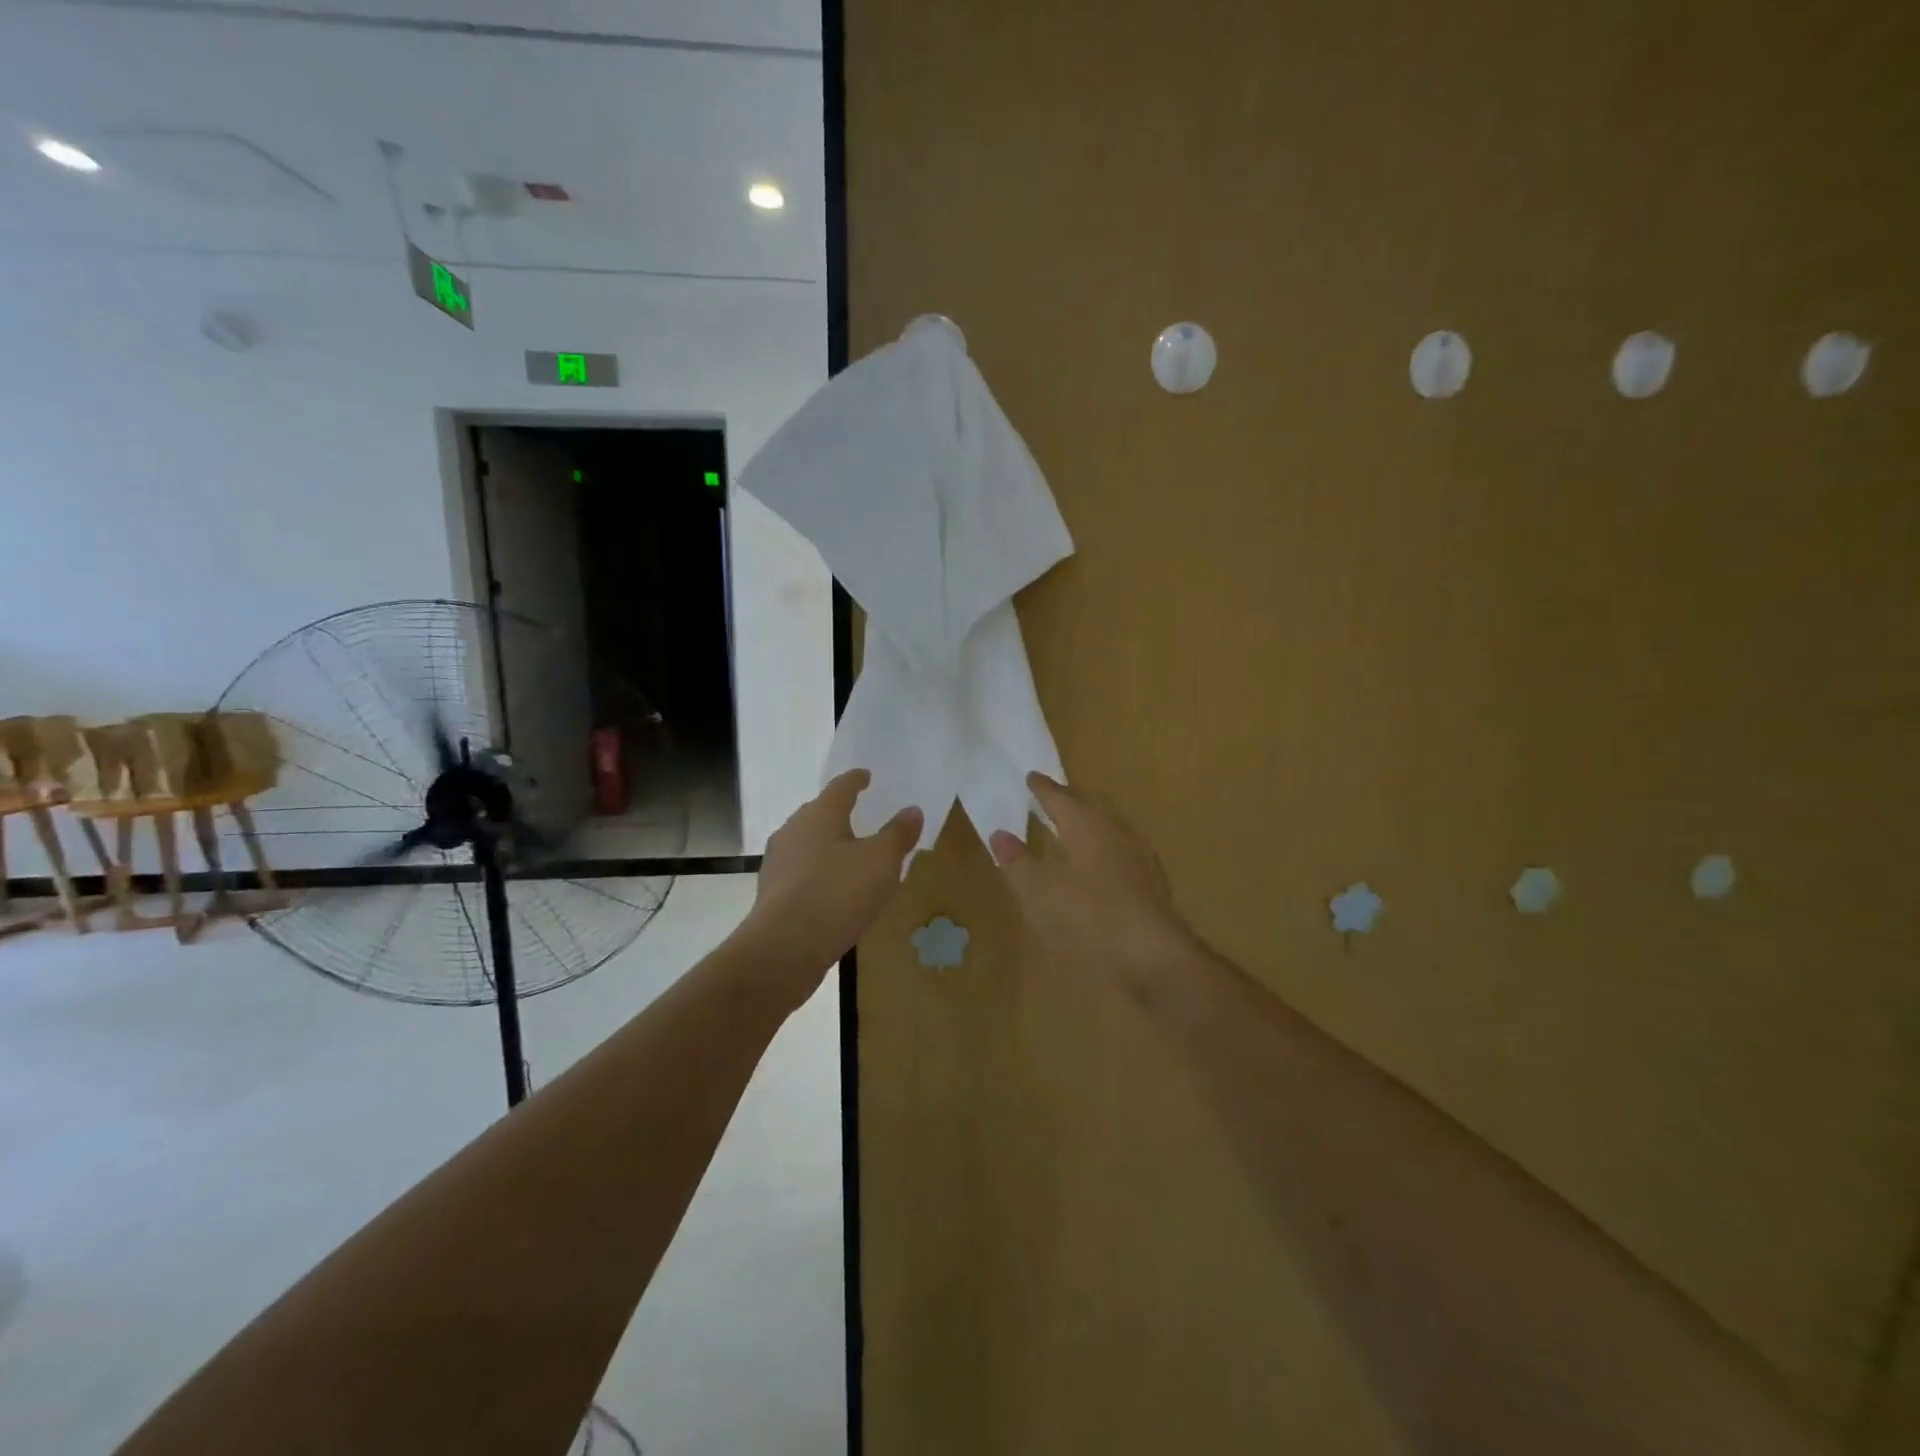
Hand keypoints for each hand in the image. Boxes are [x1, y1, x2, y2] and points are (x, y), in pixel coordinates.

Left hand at [738, 769, 922, 1004]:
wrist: (785, 947)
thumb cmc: (838, 892)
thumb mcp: (881, 862)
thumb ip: (898, 834)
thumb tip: (912, 810)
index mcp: (820, 814)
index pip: (840, 787)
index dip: (856, 780)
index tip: (865, 776)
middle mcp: (793, 830)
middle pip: (819, 813)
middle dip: (838, 813)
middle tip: (859, 816)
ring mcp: (778, 862)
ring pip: (807, 844)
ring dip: (827, 846)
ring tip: (849, 856)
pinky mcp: (772, 894)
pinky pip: (801, 873)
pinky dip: (818, 874)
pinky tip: (832, 890)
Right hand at [989, 773, 1203, 990]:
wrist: (1154, 960)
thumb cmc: (1089, 918)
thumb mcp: (1038, 892)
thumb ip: (1017, 861)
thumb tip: (1000, 834)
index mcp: (1087, 825)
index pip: (1061, 797)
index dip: (1043, 788)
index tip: (1031, 777)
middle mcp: (1116, 832)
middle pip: (1089, 807)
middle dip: (1068, 801)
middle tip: (1049, 797)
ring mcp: (1138, 858)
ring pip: (1107, 829)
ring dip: (1086, 825)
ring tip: (1067, 830)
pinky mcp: (1150, 886)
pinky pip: (1118, 852)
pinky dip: (1099, 850)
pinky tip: (1092, 870)